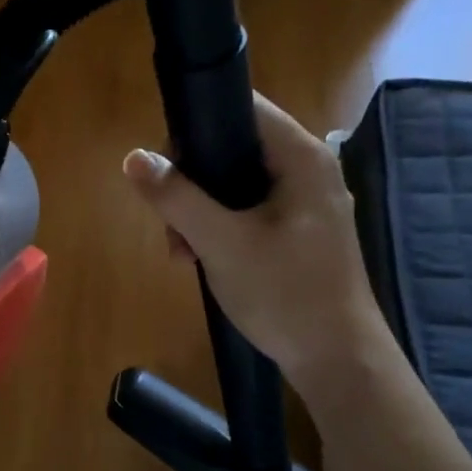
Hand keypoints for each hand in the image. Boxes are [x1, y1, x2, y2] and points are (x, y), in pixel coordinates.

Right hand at [122, 94, 387, 411]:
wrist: (337, 362)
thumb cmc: (285, 294)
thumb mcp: (221, 243)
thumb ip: (176, 197)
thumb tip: (133, 158)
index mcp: (301, 158)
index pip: (242, 108)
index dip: (196, 126)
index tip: (165, 167)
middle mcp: (307, 170)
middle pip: (232, 147)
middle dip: (191, 183)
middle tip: (171, 226)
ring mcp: (304, 203)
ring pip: (235, 183)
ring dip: (199, 211)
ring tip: (182, 253)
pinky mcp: (298, 231)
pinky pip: (247, 211)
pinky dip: (219, 228)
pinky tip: (201, 260)